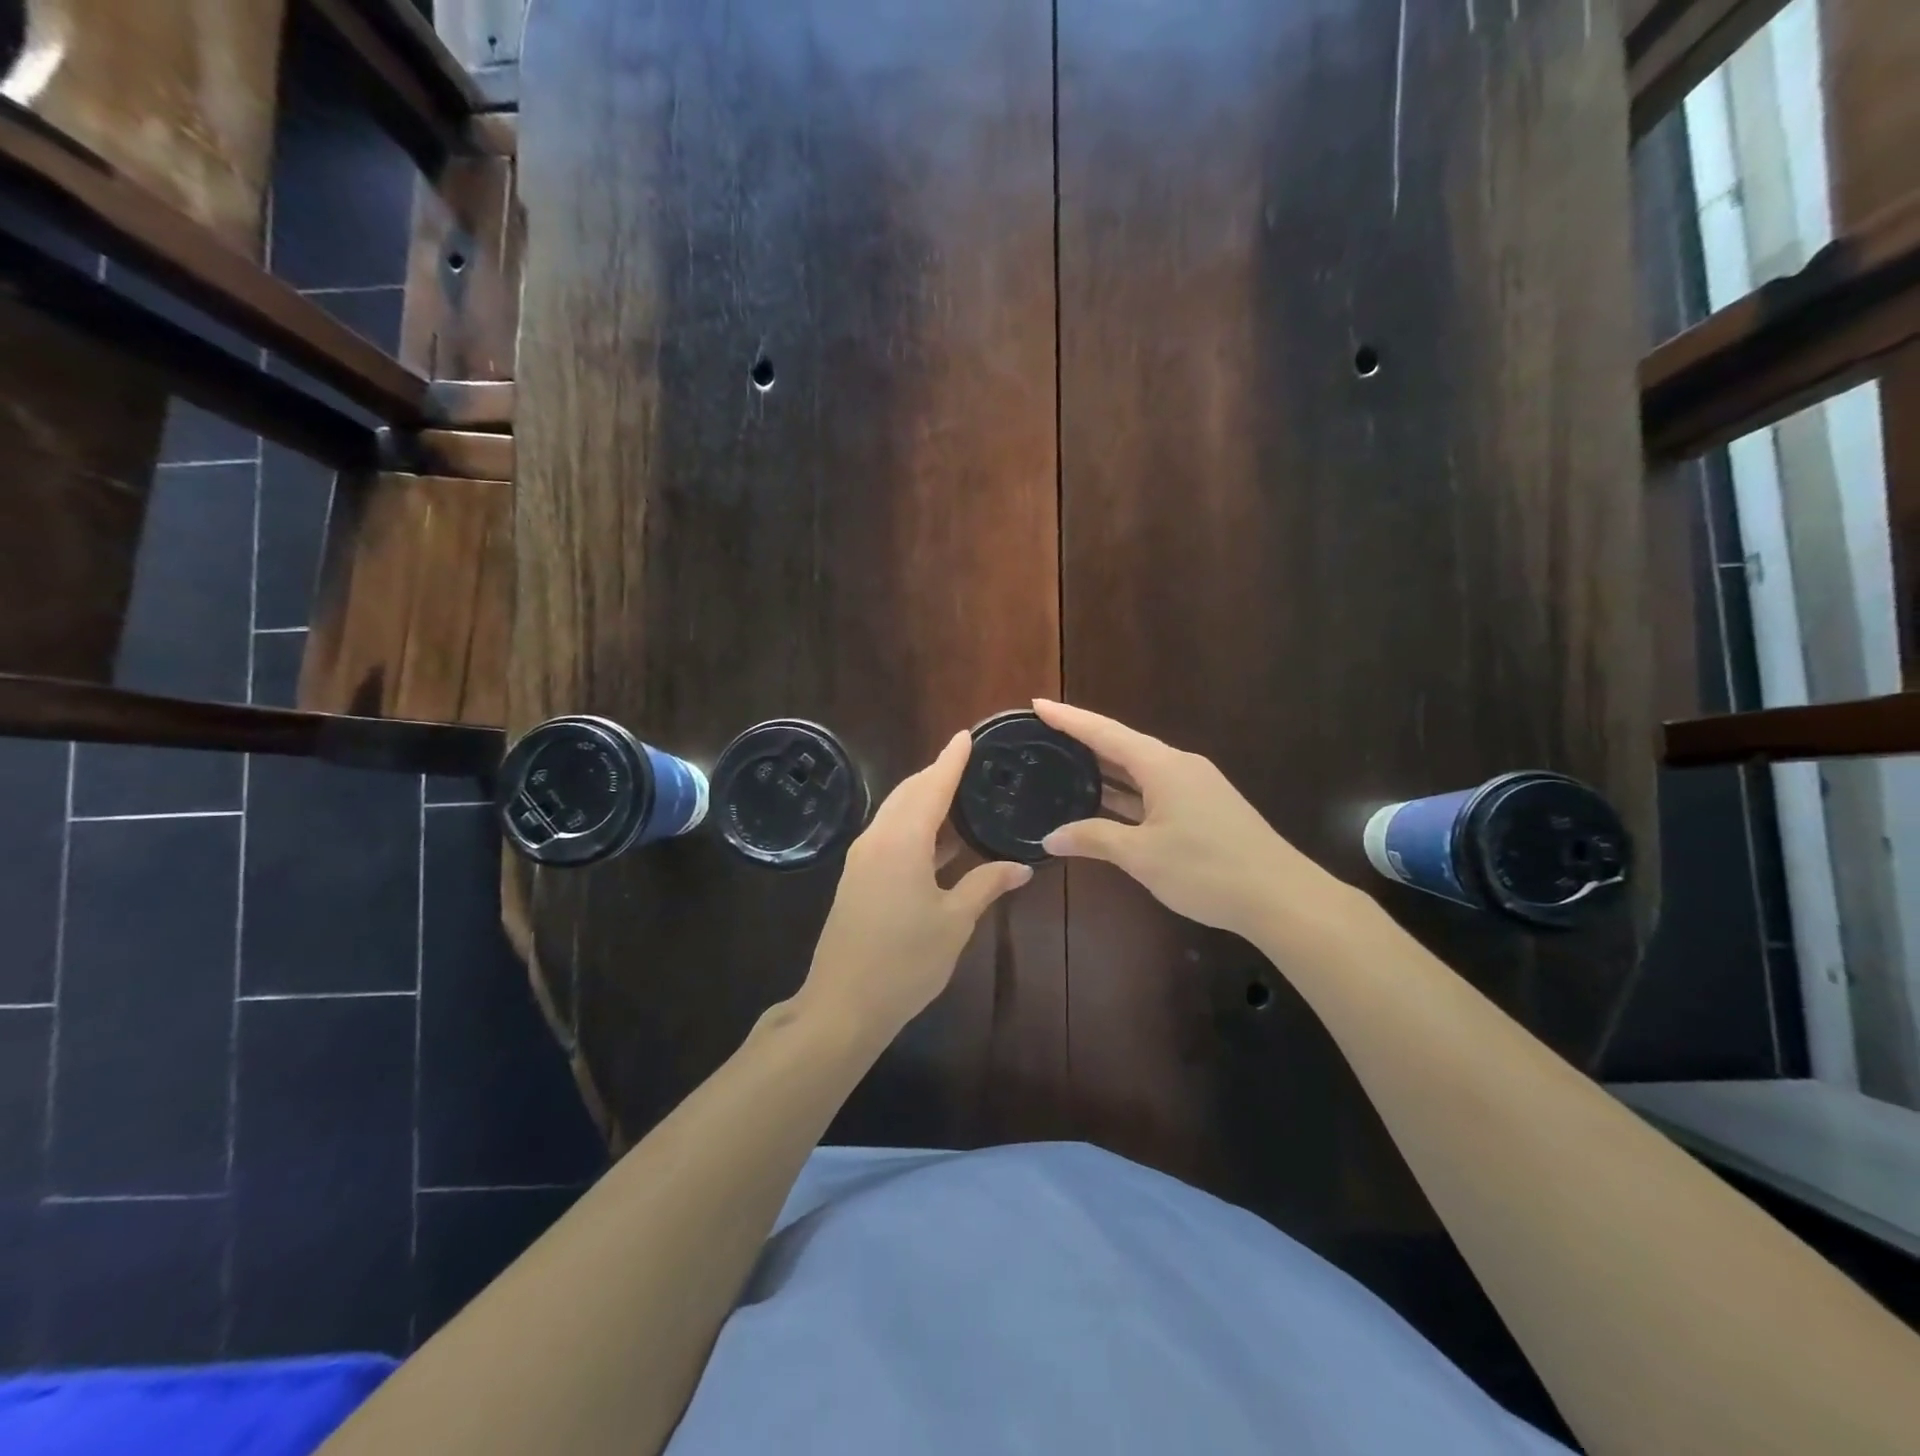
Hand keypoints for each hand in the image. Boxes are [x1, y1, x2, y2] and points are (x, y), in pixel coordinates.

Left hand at [799, 731, 1032, 1038]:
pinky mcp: (858, 877)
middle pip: (909, 793)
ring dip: (925, 800)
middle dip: (937, 774)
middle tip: (970, 764)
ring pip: (896, 813)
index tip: (967, 736)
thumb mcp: (954, 923)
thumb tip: (1021, 867)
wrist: (842, 1004)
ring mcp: (862, 858)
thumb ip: (986, 886)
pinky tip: (940, 839)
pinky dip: (915, 825)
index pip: (932, 787)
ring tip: (960, 794)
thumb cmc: (904, 962)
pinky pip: (889, 834)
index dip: (951, 760)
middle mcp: (877, 839)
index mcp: (902, 841)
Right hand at [1034, 699, 1362, 948]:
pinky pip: (1154, 790)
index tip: (1038, 704)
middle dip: (1084, 741)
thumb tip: (1050, 838)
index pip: (1105, 733)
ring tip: (1065, 767)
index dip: (1069, 718)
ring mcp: (1196, 787)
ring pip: (1140, 770)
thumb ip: (1094, 839)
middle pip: (1123, 746)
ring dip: (1105, 770)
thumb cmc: (1206, 869)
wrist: (1280, 897)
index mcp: (1162, 766)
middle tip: (1044, 737)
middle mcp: (1179, 766)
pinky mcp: (1205, 808)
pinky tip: (1106, 804)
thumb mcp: (1142, 855)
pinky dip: (1126, 793)